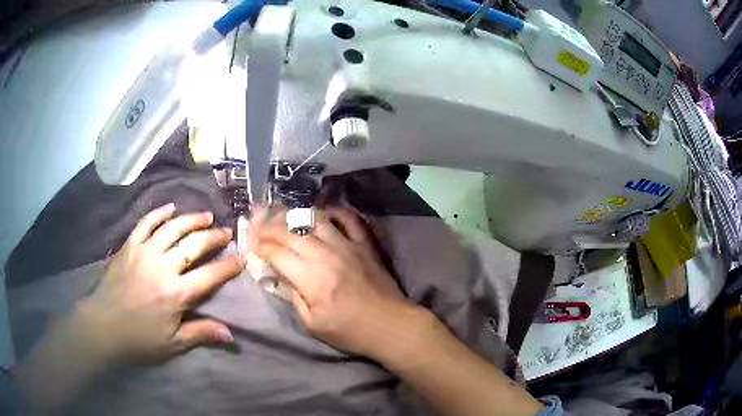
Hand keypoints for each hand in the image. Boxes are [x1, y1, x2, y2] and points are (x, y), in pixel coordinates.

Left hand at [78, 203, 245, 363]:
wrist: (103, 325)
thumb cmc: (139, 339)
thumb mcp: (173, 343)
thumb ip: (201, 333)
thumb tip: (231, 334)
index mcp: (176, 294)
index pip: (209, 275)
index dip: (228, 266)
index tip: (242, 257)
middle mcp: (162, 267)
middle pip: (193, 245)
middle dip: (213, 237)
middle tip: (226, 231)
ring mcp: (144, 252)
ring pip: (172, 228)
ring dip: (191, 219)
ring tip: (205, 215)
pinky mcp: (129, 246)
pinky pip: (146, 223)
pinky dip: (159, 213)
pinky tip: (170, 207)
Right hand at [254, 207, 409, 357]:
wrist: (389, 324)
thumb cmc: (349, 331)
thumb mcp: (311, 324)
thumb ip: (293, 296)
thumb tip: (281, 276)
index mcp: (310, 278)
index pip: (276, 253)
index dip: (261, 248)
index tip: (253, 247)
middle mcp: (325, 254)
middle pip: (290, 232)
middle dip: (269, 228)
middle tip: (259, 228)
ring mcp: (347, 245)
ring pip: (315, 219)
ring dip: (296, 216)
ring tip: (284, 218)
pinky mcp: (364, 243)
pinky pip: (349, 218)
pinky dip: (335, 211)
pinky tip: (324, 212)